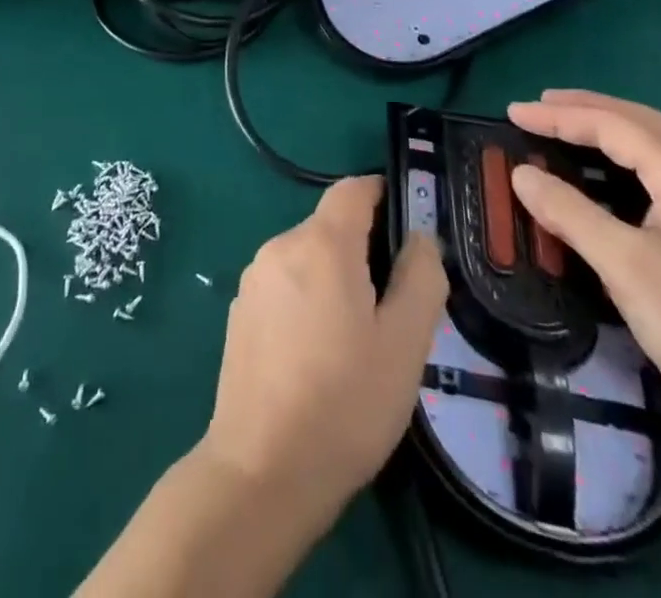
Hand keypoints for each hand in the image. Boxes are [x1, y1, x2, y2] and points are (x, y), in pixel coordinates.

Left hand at [201, 177, 446, 523]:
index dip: (383, 195)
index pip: (352, 189)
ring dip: (336, 277)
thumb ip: (420, 278)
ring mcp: (254, 278)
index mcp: (321, 244)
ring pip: (307, 257)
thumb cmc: (344, 403)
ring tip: (359, 337)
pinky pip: (284, 283)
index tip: (408, 228)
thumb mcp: (404, 344)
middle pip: (331, 226)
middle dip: (365, 249)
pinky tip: (320, 353)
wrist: (262, 471)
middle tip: (394, 305)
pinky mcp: (240, 310)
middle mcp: (280, 246)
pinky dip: (308, 298)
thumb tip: (419, 237)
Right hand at [509, 91, 660, 430]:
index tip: (512, 113)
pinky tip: (600, 179)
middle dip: (588, 108)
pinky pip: (651, 179)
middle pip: (640, 124)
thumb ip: (570, 213)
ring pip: (650, 150)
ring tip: (563, 129)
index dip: (560, 116)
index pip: (614, 127)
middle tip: (541, 104)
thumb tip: (521, 173)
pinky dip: (617, 161)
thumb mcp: (625, 265)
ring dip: (605, 131)